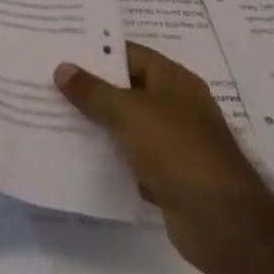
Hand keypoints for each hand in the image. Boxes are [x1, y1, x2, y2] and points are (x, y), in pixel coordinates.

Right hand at [55, 43, 273, 270]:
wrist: (222, 225)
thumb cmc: (177, 150)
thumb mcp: (128, 112)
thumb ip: (93, 91)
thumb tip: (62, 69)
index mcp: (174, 81)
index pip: (129, 53)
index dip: (97, 50)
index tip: (62, 47)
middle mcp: (177, 107)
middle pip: (127, 88)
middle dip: (92, 87)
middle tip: (51, 78)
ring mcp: (175, 144)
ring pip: (128, 124)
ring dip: (99, 122)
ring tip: (56, 111)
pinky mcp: (170, 177)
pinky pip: (132, 157)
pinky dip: (110, 156)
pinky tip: (78, 152)